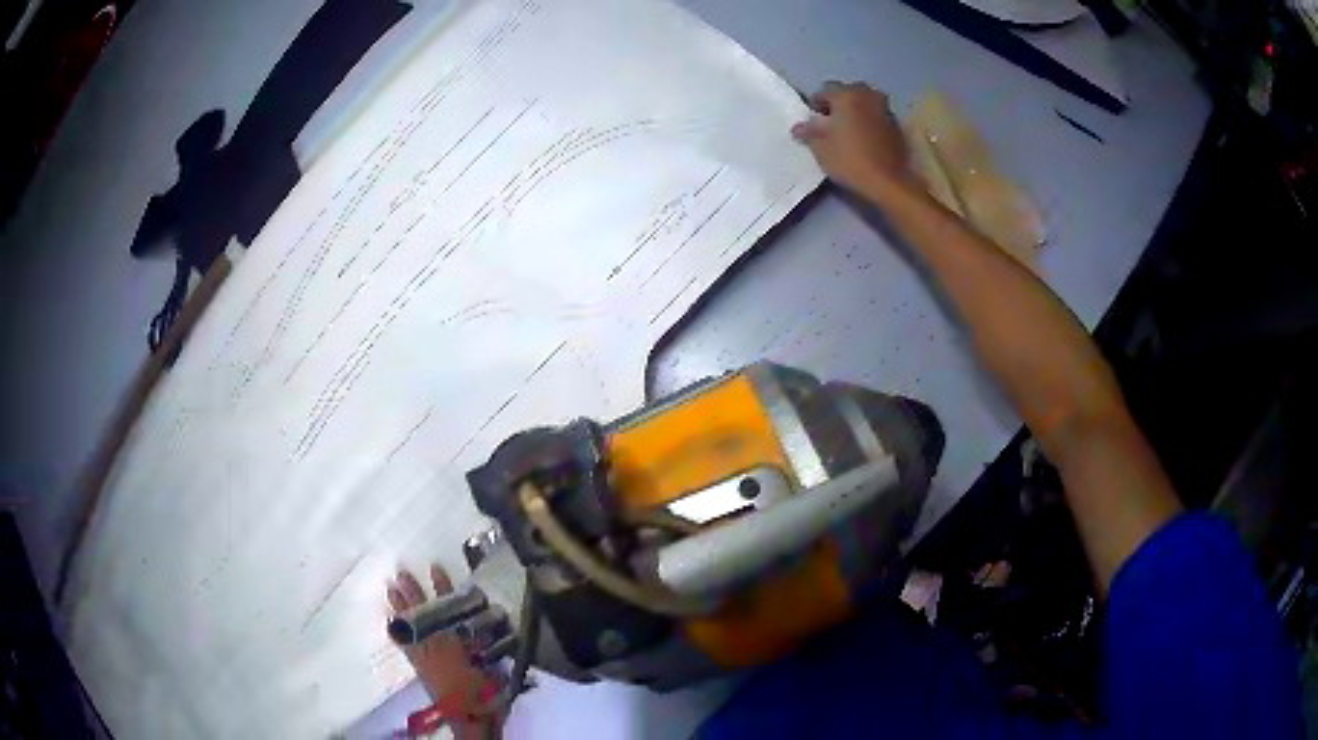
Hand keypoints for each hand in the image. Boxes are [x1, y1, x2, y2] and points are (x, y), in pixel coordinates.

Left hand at [388, 565, 491, 721]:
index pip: (448, 610)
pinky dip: (397, 632)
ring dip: (400, 608)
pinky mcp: (420, 667)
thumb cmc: (486, 692)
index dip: (442, 589)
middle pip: (424, 615)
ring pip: (410, 627)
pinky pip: (405, 646)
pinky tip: (389, 620)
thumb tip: (487, 621)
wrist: (471, 719)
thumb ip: (488, 644)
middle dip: (415, 594)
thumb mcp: (493, 666)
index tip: (435, 568)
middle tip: (402, 573)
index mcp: (457, 644)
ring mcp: (426, 657)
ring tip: (391, 588)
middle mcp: (438, 647)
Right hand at [791, 81, 913, 194]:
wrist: (887, 181)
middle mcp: (868, 96)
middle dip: (839, 103)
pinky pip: (878, 116)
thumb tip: (798, 127)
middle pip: (849, 91)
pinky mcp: (897, 127)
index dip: (816, 103)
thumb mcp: (819, 147)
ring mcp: (885, 110)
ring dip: (857, 110)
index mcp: (847, 95)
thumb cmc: (849, 159)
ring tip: (849, 129)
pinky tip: (865, 139)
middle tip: (832, 121)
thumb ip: (808, 131)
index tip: (813, 119)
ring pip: (866, 103)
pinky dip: (870, 121)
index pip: (825, 89)